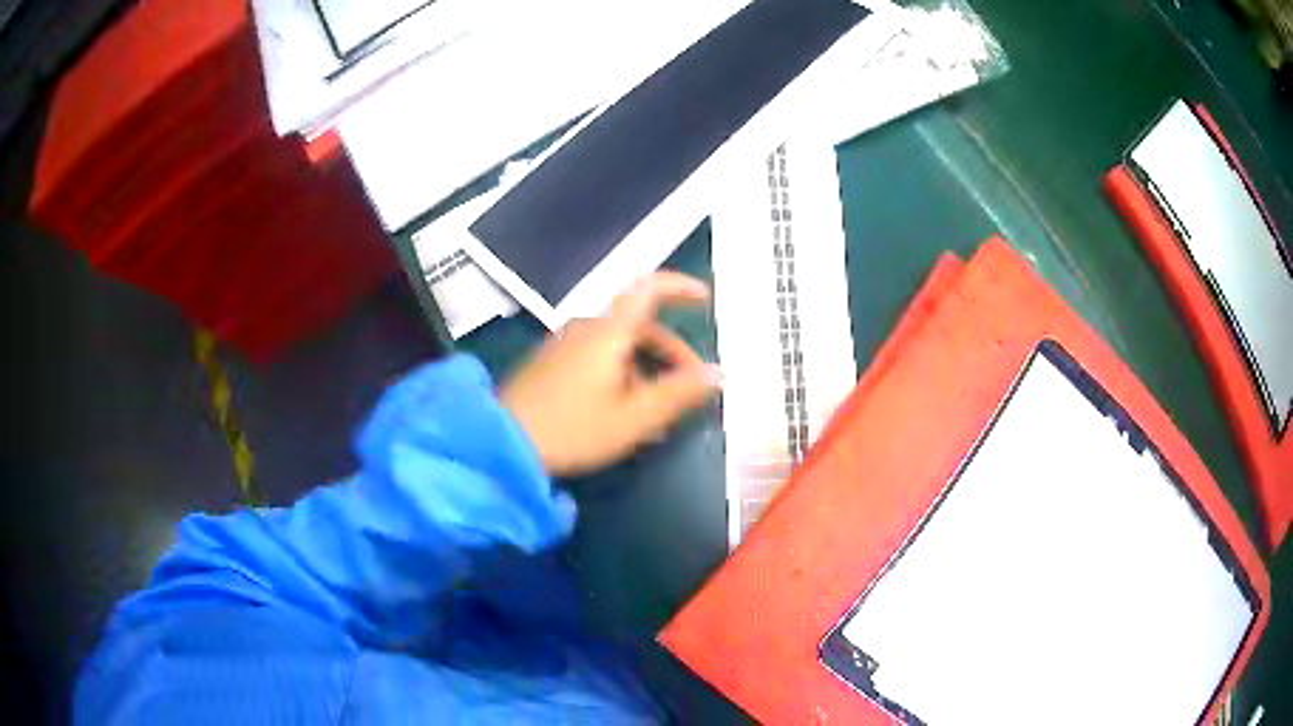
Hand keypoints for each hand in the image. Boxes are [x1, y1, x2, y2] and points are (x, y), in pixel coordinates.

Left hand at [501, 272, 721, 476]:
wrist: (501, 442)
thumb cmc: (573, 428)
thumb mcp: (634, 418)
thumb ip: (679, 393)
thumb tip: (718, 373)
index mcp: (608, 331)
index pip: (648, 288)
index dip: (680, 287)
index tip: (706, 298)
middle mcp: (586, 328)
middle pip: (639, 325)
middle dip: (671, 351)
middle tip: (691, 384)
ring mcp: (565, 345)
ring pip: (619, 346)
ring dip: (646, 370)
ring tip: (658, 414)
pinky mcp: (551, 364)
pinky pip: (597, 358)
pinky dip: (621, 375)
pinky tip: (623, 413)